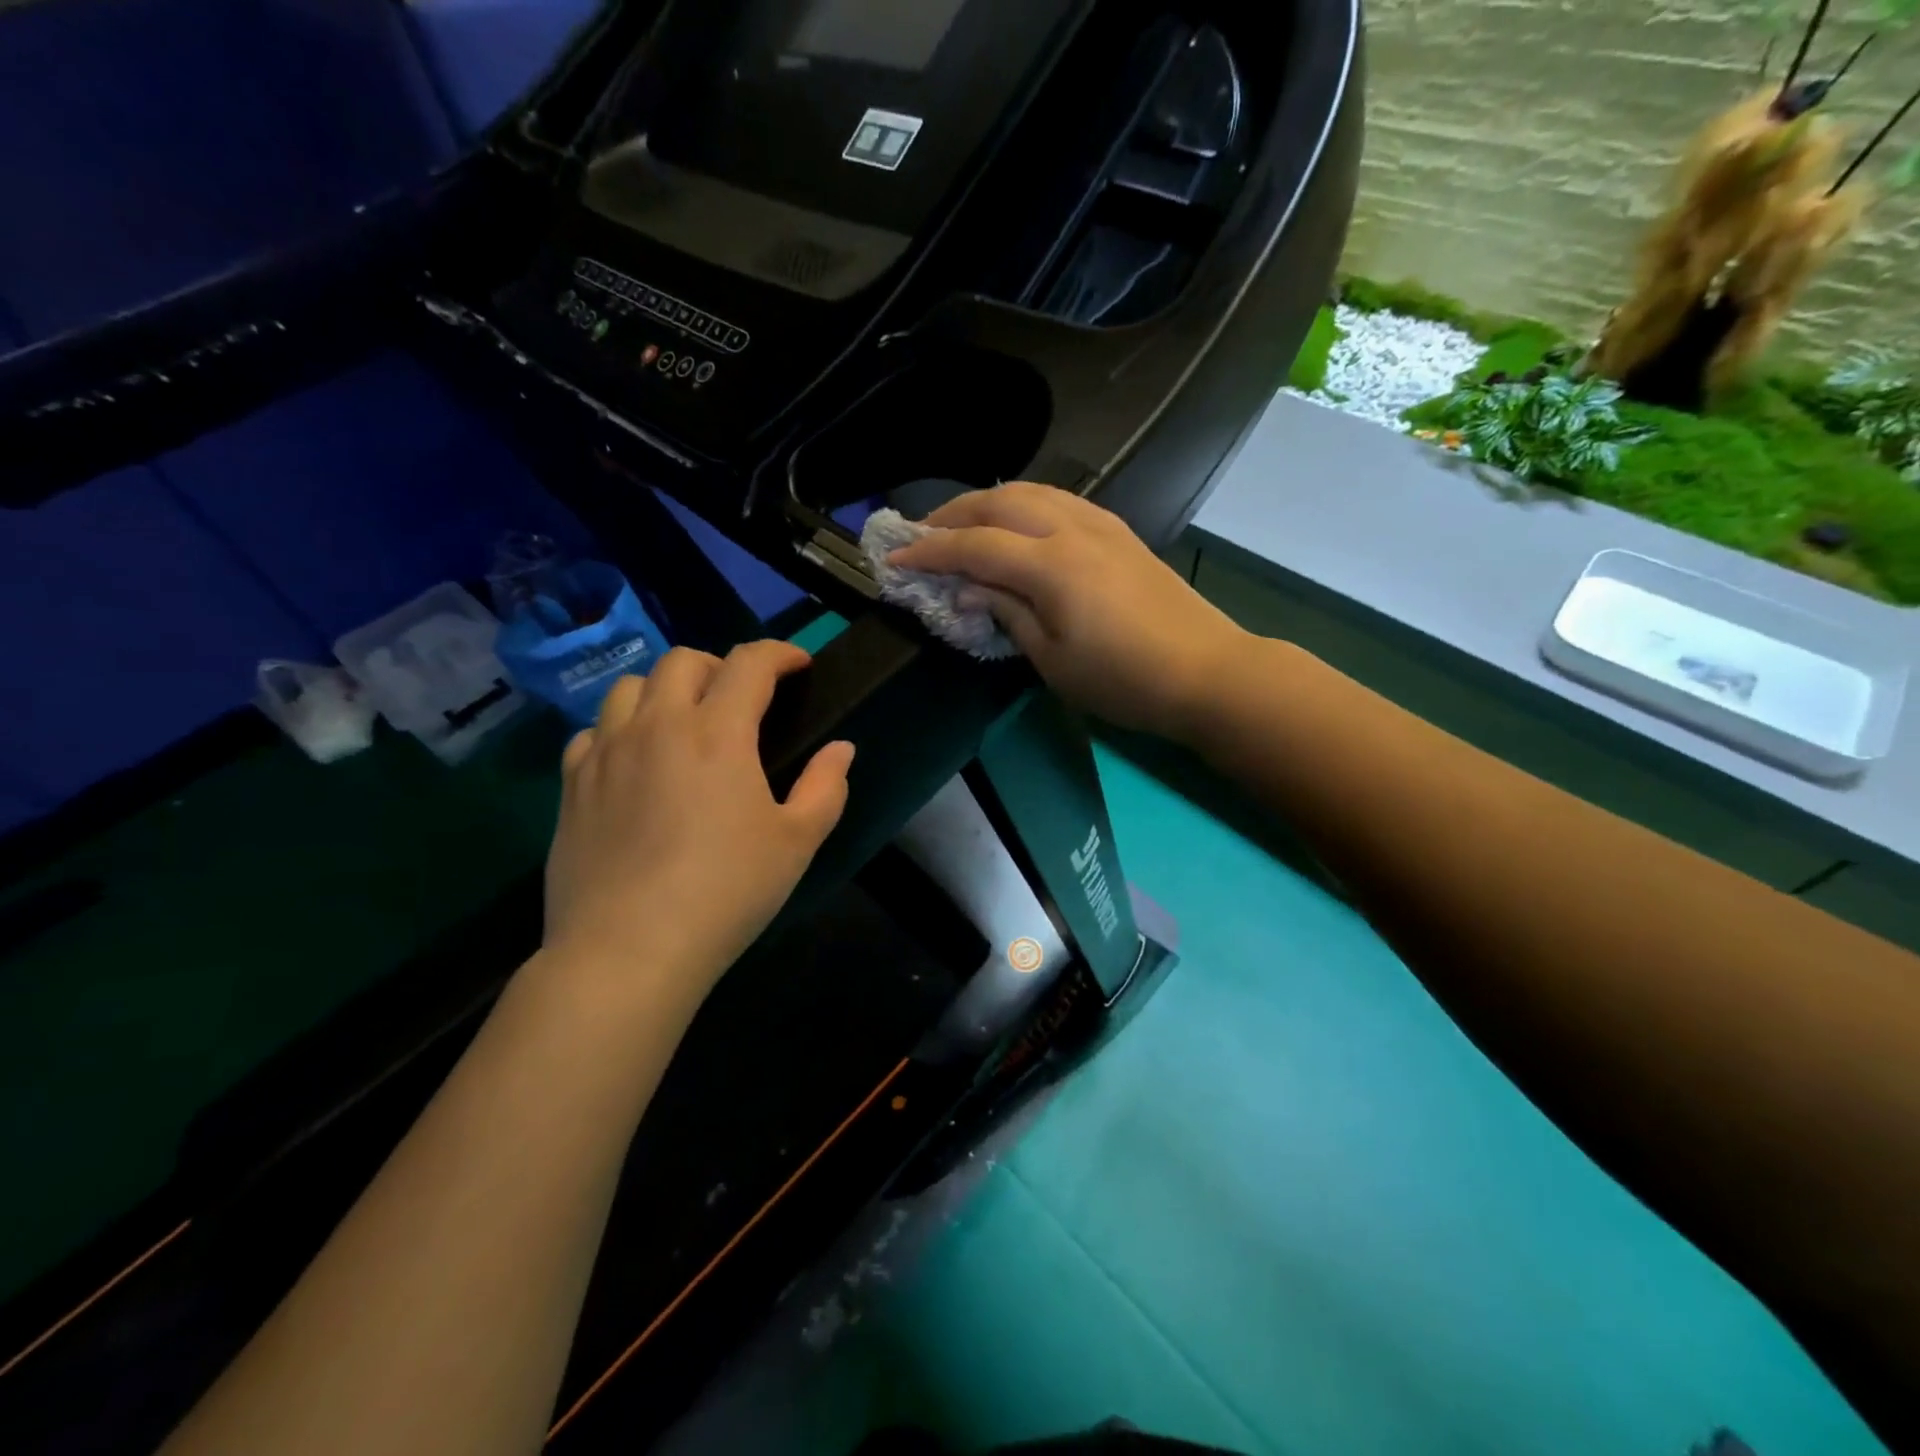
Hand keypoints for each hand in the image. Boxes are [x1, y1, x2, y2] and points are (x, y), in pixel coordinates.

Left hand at [542, 641, 853, 1013]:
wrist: (628, 950)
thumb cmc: (726, 892)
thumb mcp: (797, 842)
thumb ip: (826, 787)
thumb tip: (841, 749)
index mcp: (718, 733)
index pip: (750, 663)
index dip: (780, 653)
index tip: (799, 665)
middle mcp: (657, 726)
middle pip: (684, 661)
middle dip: (721, 666)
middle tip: (742, 699)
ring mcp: (606, 752)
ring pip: (630, 686)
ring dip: (666, 690)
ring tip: (685, 723)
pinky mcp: (572, 784)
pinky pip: (593, 731)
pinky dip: (620, 729)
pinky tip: (635, 762)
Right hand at [887, 483, 1248, 741]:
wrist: (1205, 672)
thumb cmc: (1123, 679)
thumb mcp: (1053, 660)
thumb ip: (1006, 614)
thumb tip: (969, 590)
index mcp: (1050, 565)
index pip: (974, 546)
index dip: (930, 551)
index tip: (894, 558)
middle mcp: (1072, 529)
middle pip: (998, 502)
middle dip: (952, 514)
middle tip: (920, 533)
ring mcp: (1100, 525)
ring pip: (1031, 491)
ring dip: (988, 501)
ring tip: (962, 523)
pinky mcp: (1118, 531)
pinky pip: (1059, 500)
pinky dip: (1024, 503)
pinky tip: (1016, 524)